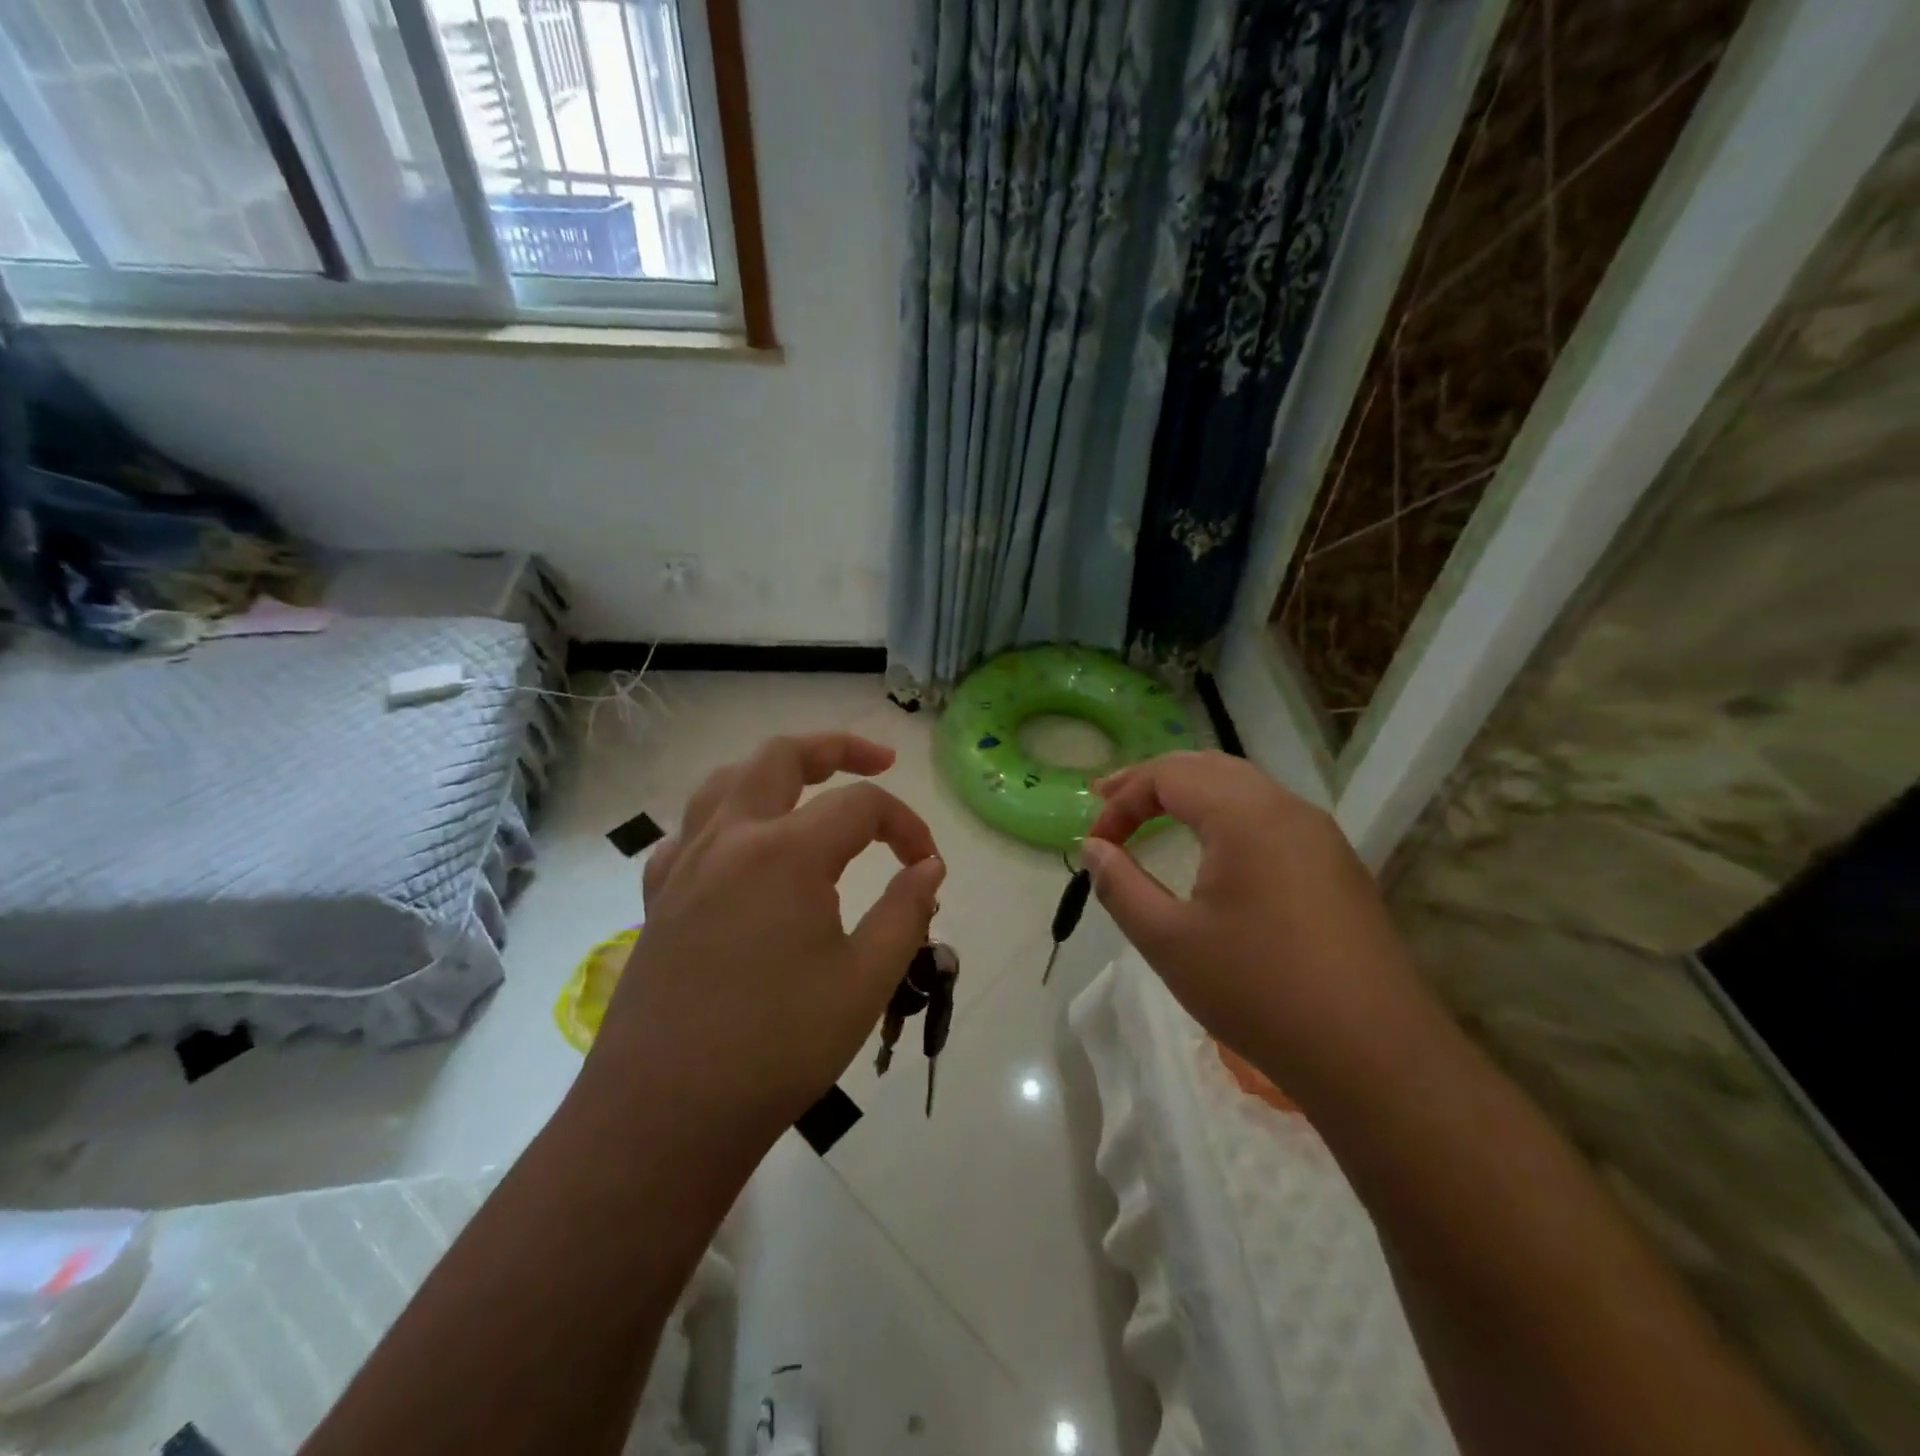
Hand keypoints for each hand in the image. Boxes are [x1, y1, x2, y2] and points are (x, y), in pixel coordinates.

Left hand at [585, 733, 944, 1147]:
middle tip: (879, 761)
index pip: (862, 806)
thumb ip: (906, 912)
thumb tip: (928, 867)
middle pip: (782, 756)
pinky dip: (725, 820)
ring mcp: (684, 865)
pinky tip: (740, 851)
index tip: (928, 865)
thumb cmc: (777, 1048)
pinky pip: (690, 832)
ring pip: (727, 780)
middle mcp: (730, 838)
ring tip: (808, 787)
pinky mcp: (657, 899)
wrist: (664, 1115)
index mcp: (786, 852)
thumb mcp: (865, 981)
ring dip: (775, 770)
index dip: (907, 826)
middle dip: (837, 747)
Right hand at [1083, 751, 1436, 1103]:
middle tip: (1109, 801)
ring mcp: (1320, 836)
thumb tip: (1092, 848)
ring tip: (1152, 815)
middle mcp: (1287, 809)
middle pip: (1208, 767)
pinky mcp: (1337, 866)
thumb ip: (1121, 885)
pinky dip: (1225, 816)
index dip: (1122, 800)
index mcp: (1246, 815)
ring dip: (1191, 794)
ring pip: (1243, 787)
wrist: (1375, 1056)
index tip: (1094, 842)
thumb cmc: (1259, 991)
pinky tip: (1212, 848)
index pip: (1169, 775)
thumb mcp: (1169, 941)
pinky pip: (1270, 816)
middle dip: (1152, 781)